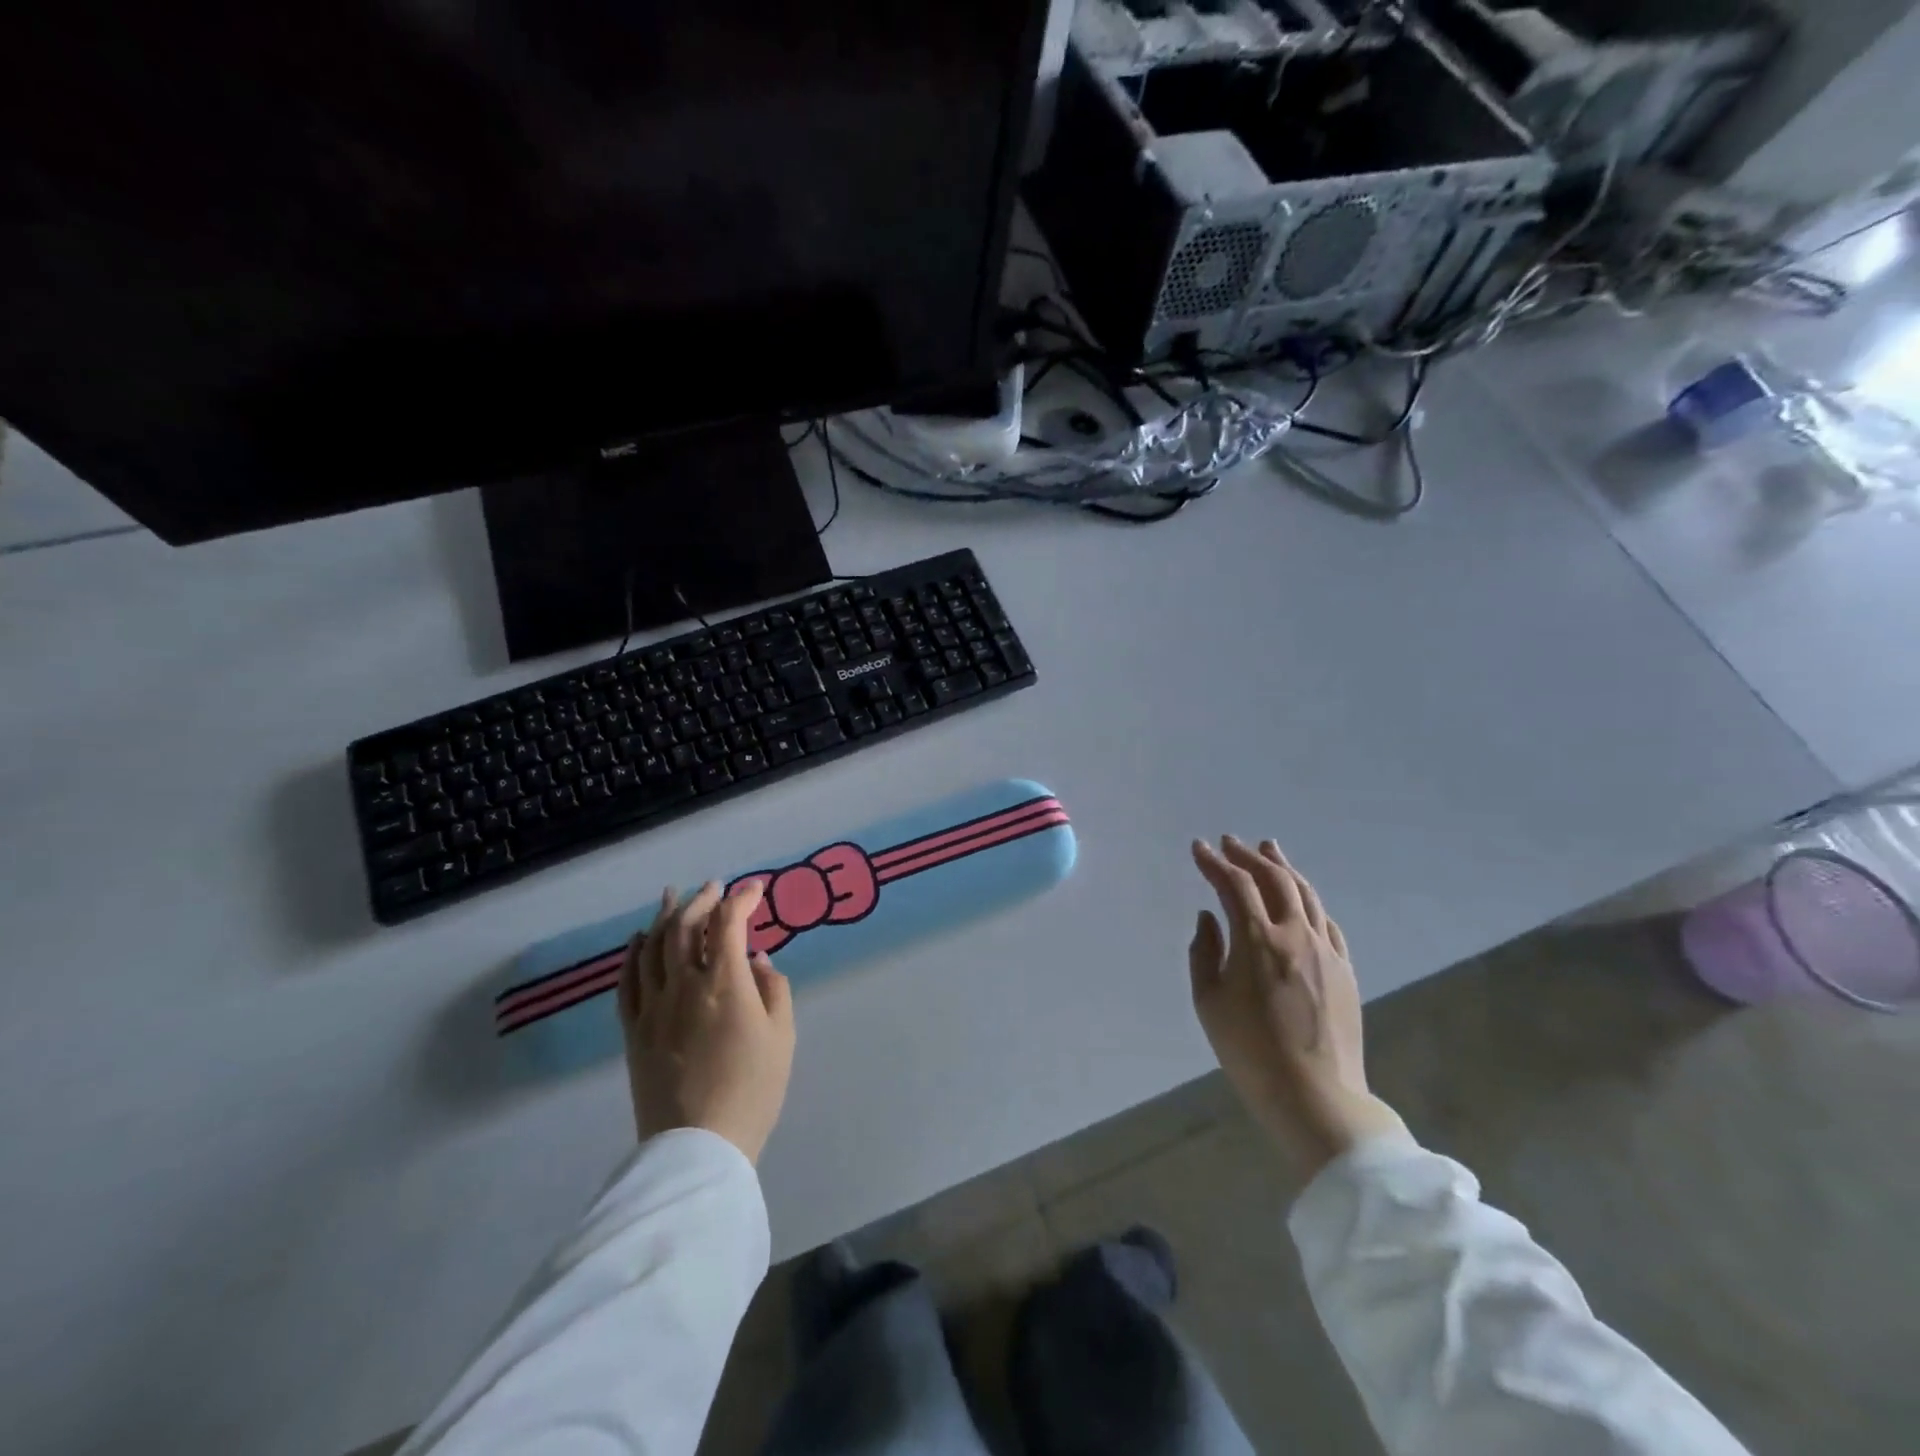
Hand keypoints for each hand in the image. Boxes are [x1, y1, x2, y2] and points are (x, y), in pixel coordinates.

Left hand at [618, 879, 795, 1164]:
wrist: (698, 1147)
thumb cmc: (752, 1089)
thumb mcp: (782, 1036)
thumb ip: (774, 989)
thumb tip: (757, 961)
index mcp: (725, 983)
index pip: (730, 923)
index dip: (743, 899)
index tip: (756, 889)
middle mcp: (684, 984)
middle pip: (686, 926)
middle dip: (702, 899)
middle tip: (715, 887)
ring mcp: (653, 1006)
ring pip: (654, 946)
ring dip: (666, 916)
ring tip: (673, 896)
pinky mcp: (633, 1029)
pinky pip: (628, 981)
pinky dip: (634, 953)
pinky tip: (640, 939)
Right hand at [1189, 836, 1404, 1177]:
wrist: (1315, 1096)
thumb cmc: (1249, 1051)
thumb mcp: (1208, 1002)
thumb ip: (1204, 952)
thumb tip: (1209, 917)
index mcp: (1257, 940)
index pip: (1234, 885)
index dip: (1214, 862)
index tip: (1198, 848)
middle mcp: (1295, 934)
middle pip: (1274, 879)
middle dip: (1249, 856)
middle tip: (1231, 842)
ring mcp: (1326, 951)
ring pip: (1306, 894)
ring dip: (1283, 868)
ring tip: (1269, 849)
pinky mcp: (1345, 970)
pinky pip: (1327, 922)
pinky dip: (1308, 901)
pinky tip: (1301, 898)